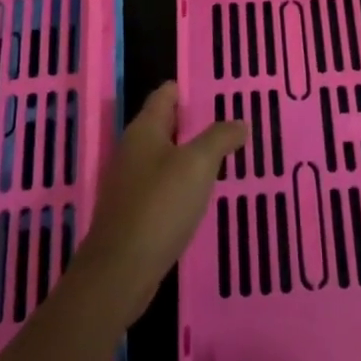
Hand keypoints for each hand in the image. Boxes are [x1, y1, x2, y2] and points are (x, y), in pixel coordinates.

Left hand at [78, 82, 245, 319]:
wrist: (120, 271)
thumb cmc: (160, 206)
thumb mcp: (198, 164)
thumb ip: (220, 138)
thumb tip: (239, 122)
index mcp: (144, 130)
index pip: (165, 94)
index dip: (187, 88)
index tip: (216, 88)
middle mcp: (133, 150)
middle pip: (165, 124)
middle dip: (194, 122)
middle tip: (229, 120)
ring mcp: (131, 183)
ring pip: (165, 156)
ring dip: (190, 154)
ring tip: (223, 154)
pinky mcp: (134, 212)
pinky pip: (163, 185)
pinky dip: (183, 182)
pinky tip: (203, 193)